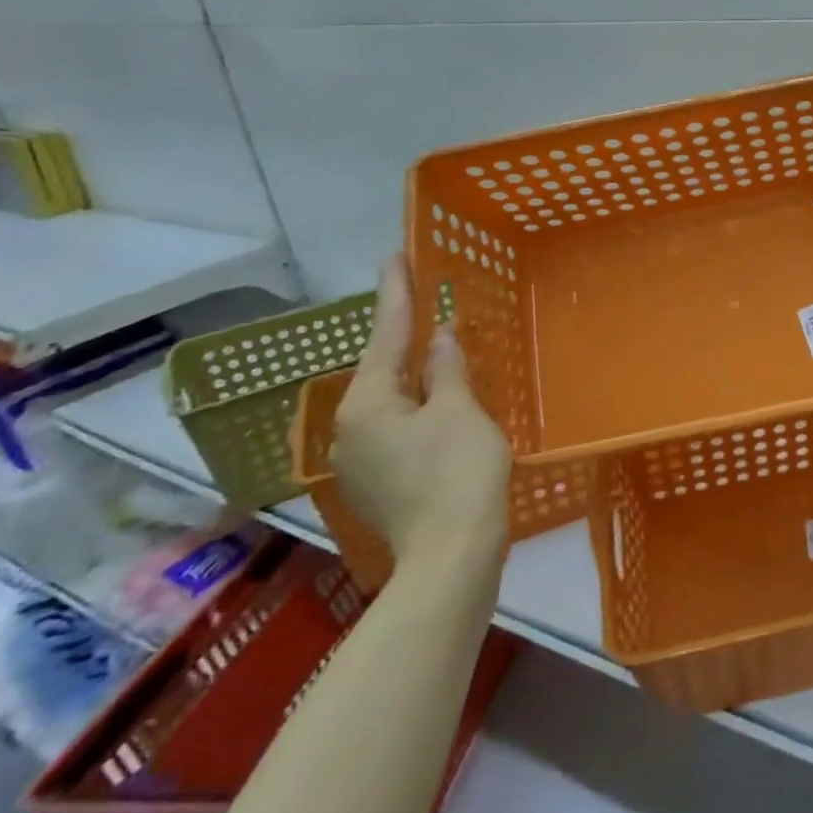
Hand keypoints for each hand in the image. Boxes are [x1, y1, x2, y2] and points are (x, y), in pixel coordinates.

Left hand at [333, 256, 510, 567]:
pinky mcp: (381, 482)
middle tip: (425, 299)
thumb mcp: (461, 411)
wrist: (451, 556)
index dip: (397, 293)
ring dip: (416, 374)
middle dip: (405, 335)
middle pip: (383, 369)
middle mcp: (352, 427)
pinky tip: (443, 404)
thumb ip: (448, 370)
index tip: (395, 256)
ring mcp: (362, 459)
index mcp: (368, 403)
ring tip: (440, 349)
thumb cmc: (458, 474)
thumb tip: (441, 338)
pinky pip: (400, 426)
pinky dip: (421, 406)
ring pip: (393, 400)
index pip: (386, 335)